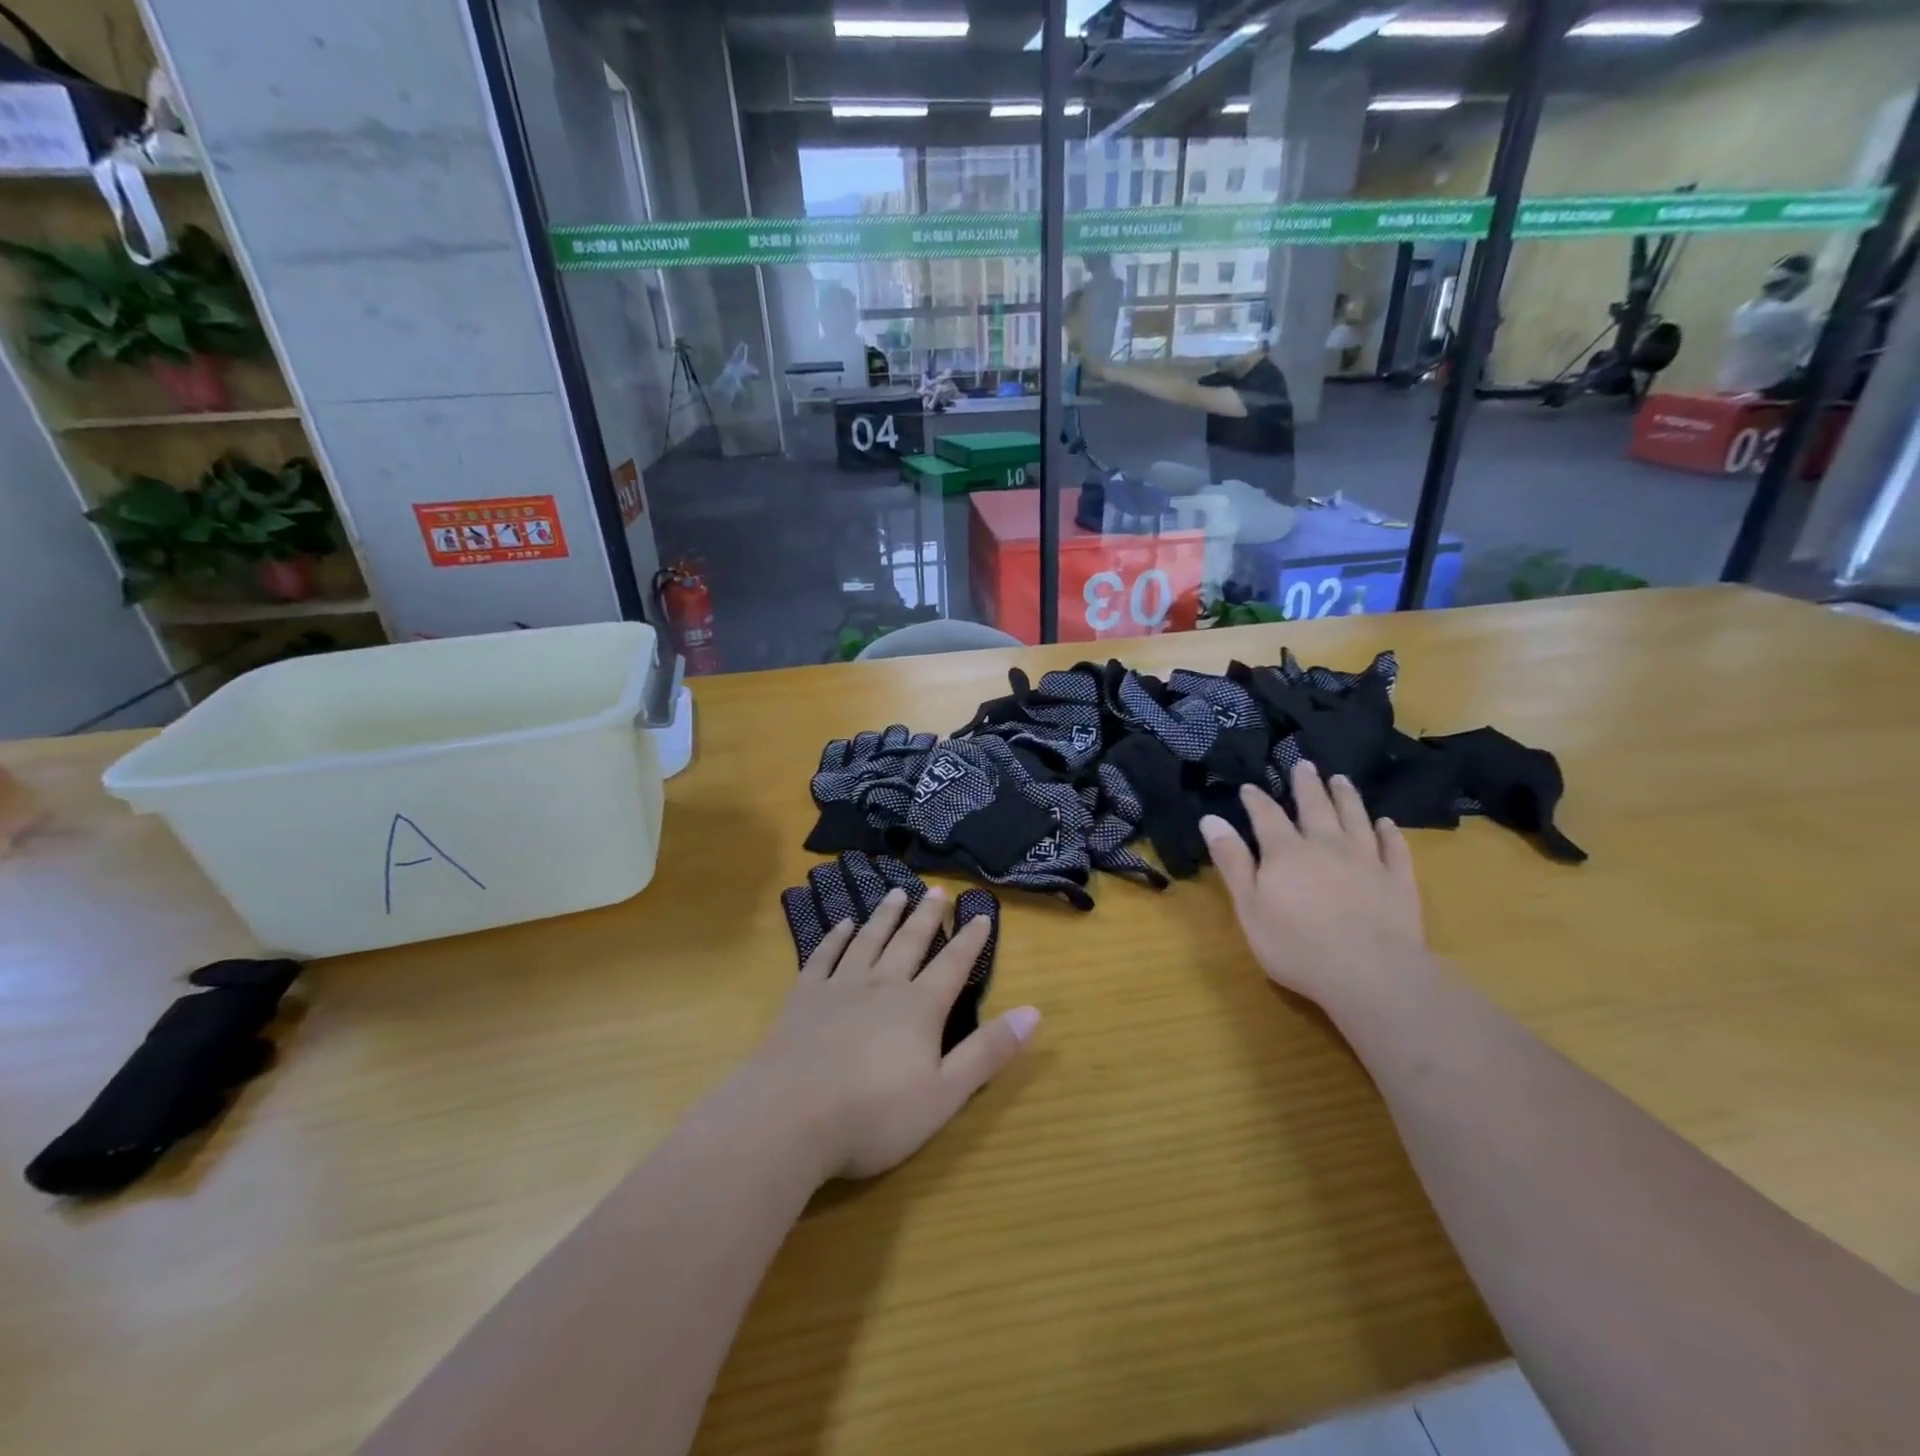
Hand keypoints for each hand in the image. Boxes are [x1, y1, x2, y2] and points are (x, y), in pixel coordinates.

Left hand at [744, 888, 1038, 1181]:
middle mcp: (882, 985)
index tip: (981, 913)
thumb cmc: (874, 1114)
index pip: (953, 965)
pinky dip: (836, 937)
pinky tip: (842, 924)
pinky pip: (824, 955)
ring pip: (869, 940)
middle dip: (927, 916)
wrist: (789, 1116)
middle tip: (937, 890)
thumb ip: (988, 1052)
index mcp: (919, 1008)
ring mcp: (839, 987)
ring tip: (897, 894)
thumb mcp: (944, 1094)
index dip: (970, 940)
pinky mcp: (803, 997)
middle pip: (910, 942)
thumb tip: (1034, 1012)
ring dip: (885, 916)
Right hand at [1199, 762, 1429, 1019]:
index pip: (1266, 815)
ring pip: (1355, 818)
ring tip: (1341, 779)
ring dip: (1347, 797)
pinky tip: (1386, 823)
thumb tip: (1211, 819)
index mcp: (1285, 851)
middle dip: (1307, 784)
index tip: (1249, 787)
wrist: (1369, 973)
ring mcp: (1366, 860)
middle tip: (1304, 764)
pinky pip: (1393, 848)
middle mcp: (1326, 845)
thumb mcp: (1249, 906)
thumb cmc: (1296, 944)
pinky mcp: (1398, 880)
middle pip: (1315, 806)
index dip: (1256, 800)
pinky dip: (1389, 833)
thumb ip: (1232, 861)